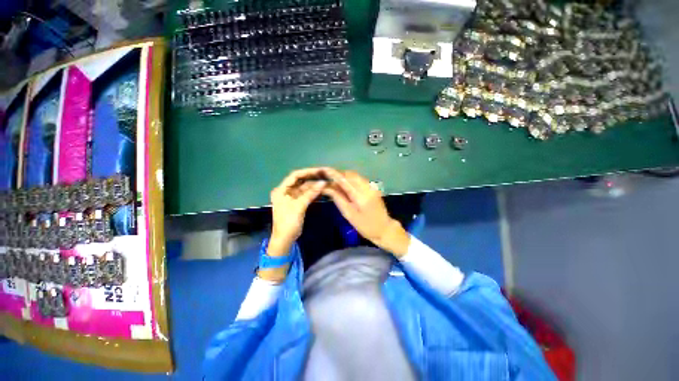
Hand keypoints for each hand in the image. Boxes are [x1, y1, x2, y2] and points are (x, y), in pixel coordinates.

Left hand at [267, 168, 326, 256]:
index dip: (307, 172)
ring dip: (313, 185)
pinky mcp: (296, 202)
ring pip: (304, 187)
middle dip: (312, 178)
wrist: (285, 239)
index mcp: (281, 190)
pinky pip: (305, 194)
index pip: (294, 176)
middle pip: (300, 181)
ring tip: (325, 182)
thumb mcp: (299, 206)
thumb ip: (311, 193)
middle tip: (324, 175)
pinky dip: (312, 192)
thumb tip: (323, 183)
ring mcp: (291, 197)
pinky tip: (321, 190)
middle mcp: (285, 191)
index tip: (319, 171)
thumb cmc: (288, 222)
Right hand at [321, 169, 410, 256]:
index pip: (345, 180)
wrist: (384, 229)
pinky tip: (344, 184)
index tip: (323, 170)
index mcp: (361, 196)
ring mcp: (371, 186)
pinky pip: (359, 178)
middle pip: (350, 174)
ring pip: (355, 175)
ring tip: (333, 180)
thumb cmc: (365, 226)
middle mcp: (367, 187)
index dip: (334, 174)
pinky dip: (350, 179)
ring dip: (344, 176)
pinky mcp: (373, 187)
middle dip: (338, 173)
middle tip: (326, 176)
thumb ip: (338, 199)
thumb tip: (326, 188)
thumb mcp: (349, 214)